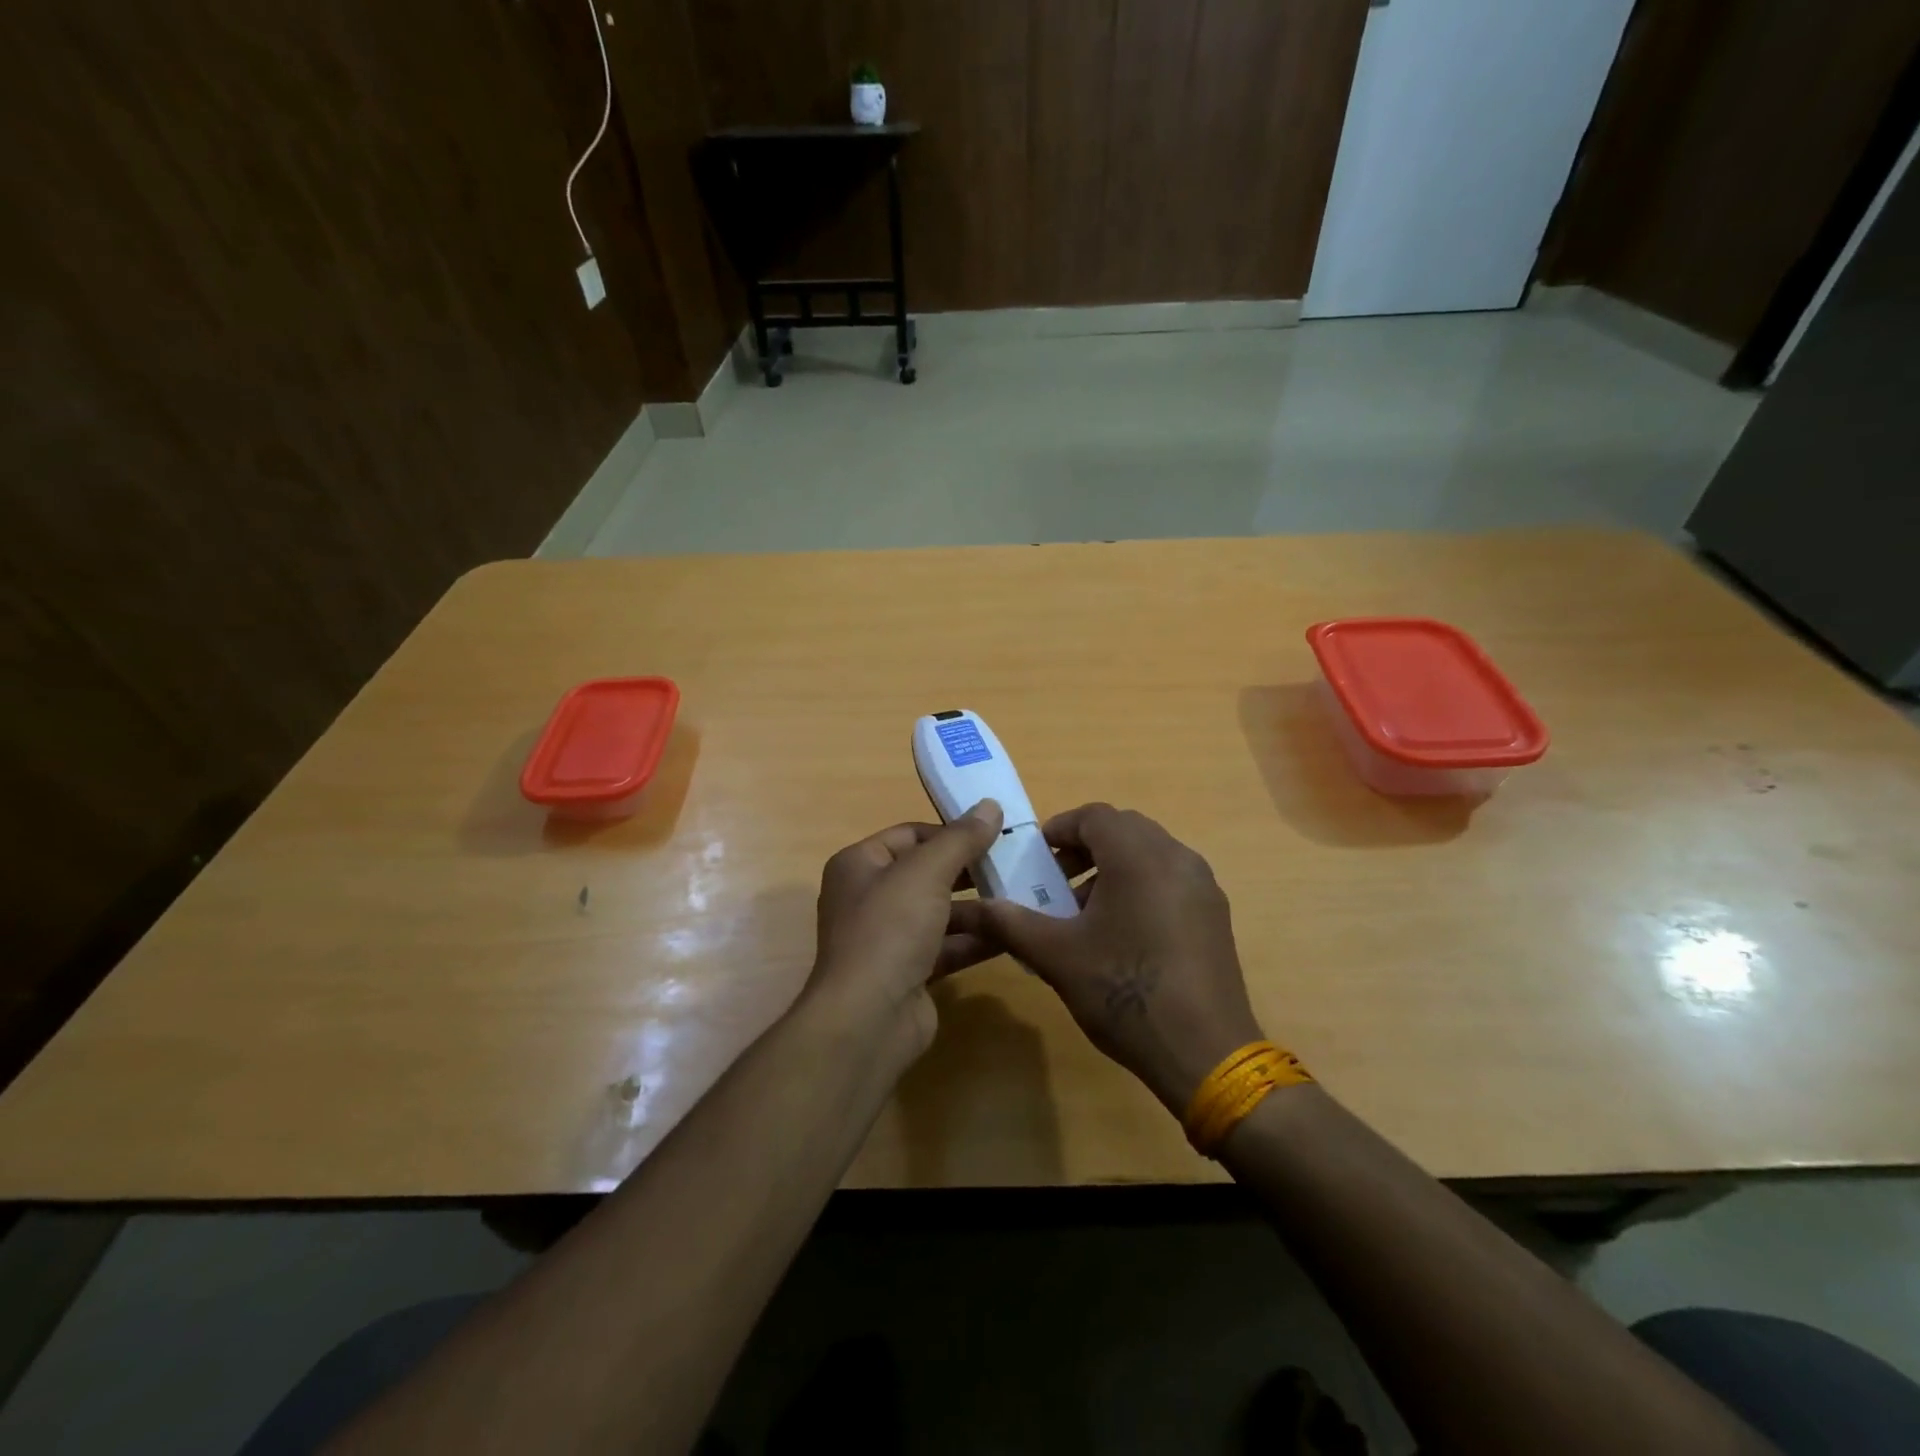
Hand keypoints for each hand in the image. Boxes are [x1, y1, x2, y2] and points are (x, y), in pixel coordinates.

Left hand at [807, 800, 1004, 1055]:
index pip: (910, 835)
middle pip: (927, 873)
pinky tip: (1014, 933)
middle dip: (969, 870)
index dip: (950, 831)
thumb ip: (961, 839)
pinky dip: (977, 940)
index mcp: (860, 865)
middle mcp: (870, 897)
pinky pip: (948, 946)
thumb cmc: (890, 929)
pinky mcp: (910, 972)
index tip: (994, 832)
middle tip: (1015, 862)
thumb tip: (990, 805)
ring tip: (1024, 895)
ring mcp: (889, 938)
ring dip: (979, 906)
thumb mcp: (927, 872)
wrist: (868, 1018)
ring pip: (941, 912)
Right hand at [959, 803, 1263, 1112]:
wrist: (1205, 1052)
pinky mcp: (1215, 913)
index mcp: (1138, 856)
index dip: (1060, 829)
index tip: (1036, 856)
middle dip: (1085, 847)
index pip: (1094, 816)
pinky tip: (1123, 932)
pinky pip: (1171, 878)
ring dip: (1113, 866)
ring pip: (1150, 853)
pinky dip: (1141, 885)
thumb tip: (974, 908)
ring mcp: (1202, 885)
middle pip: (1124, 829)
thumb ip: (1012, 923)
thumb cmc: (1125, 992)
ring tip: (1085, 911)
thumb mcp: (1057, 956)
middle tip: (1056, 879)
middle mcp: (1176, 857)